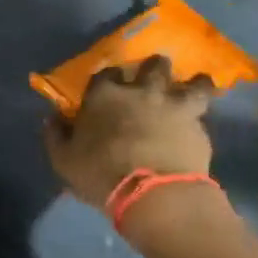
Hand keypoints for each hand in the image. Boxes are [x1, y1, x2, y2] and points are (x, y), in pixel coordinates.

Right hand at [42, 56, 217, 208]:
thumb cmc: (100, 174)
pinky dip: (202, 114)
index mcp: (105, 95)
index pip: (105, 74)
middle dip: (154, 69)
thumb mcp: (64, 160)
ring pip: (192, 81)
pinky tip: (201, 121)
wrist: (153, 193)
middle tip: (153, 80)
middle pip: (153, 65)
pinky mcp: (199, 124)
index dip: (108, 80)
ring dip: (193, 83)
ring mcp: (174, 104)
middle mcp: (142, 90)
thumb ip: (56, 135)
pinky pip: (204, 111)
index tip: (109, 89)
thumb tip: (53, 118)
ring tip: (194, 88)